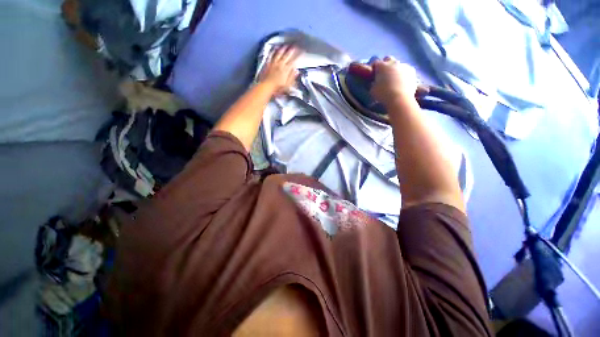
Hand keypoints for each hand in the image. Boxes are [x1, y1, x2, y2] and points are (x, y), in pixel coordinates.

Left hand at [258, 45, 301, 95]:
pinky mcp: (267, 63)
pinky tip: (275, 48)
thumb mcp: (288, 85)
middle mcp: (281, 64)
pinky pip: (271, 55)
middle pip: (287, 55)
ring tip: (286, 45)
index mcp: (286, 70)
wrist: (266, 86)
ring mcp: (274, 63)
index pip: (294, 61)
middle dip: (291, 50)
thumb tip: (297, 70)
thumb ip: (292, 77)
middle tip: (295, 45)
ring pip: (279, 53)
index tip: (302, 51)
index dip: (298, 55)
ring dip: (283, 49)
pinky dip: (273, 51)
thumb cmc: (278, 88)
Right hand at [370, 56, 417, 105]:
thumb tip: (375, 82)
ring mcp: (404, 65)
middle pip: (388, 59)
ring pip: (398, 65)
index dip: (374, 68)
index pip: (375, 63)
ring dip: (395, 69)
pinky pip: (406, 70)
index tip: (373, 74)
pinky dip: (404, 74)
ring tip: (394, 79)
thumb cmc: (383, 94)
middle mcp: (393, 62)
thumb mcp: (372, 90)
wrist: (400, 98)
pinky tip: (402, 82)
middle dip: (385, 64)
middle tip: (384, 74)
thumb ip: (373, 84)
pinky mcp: (412, 71)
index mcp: (382, 66)